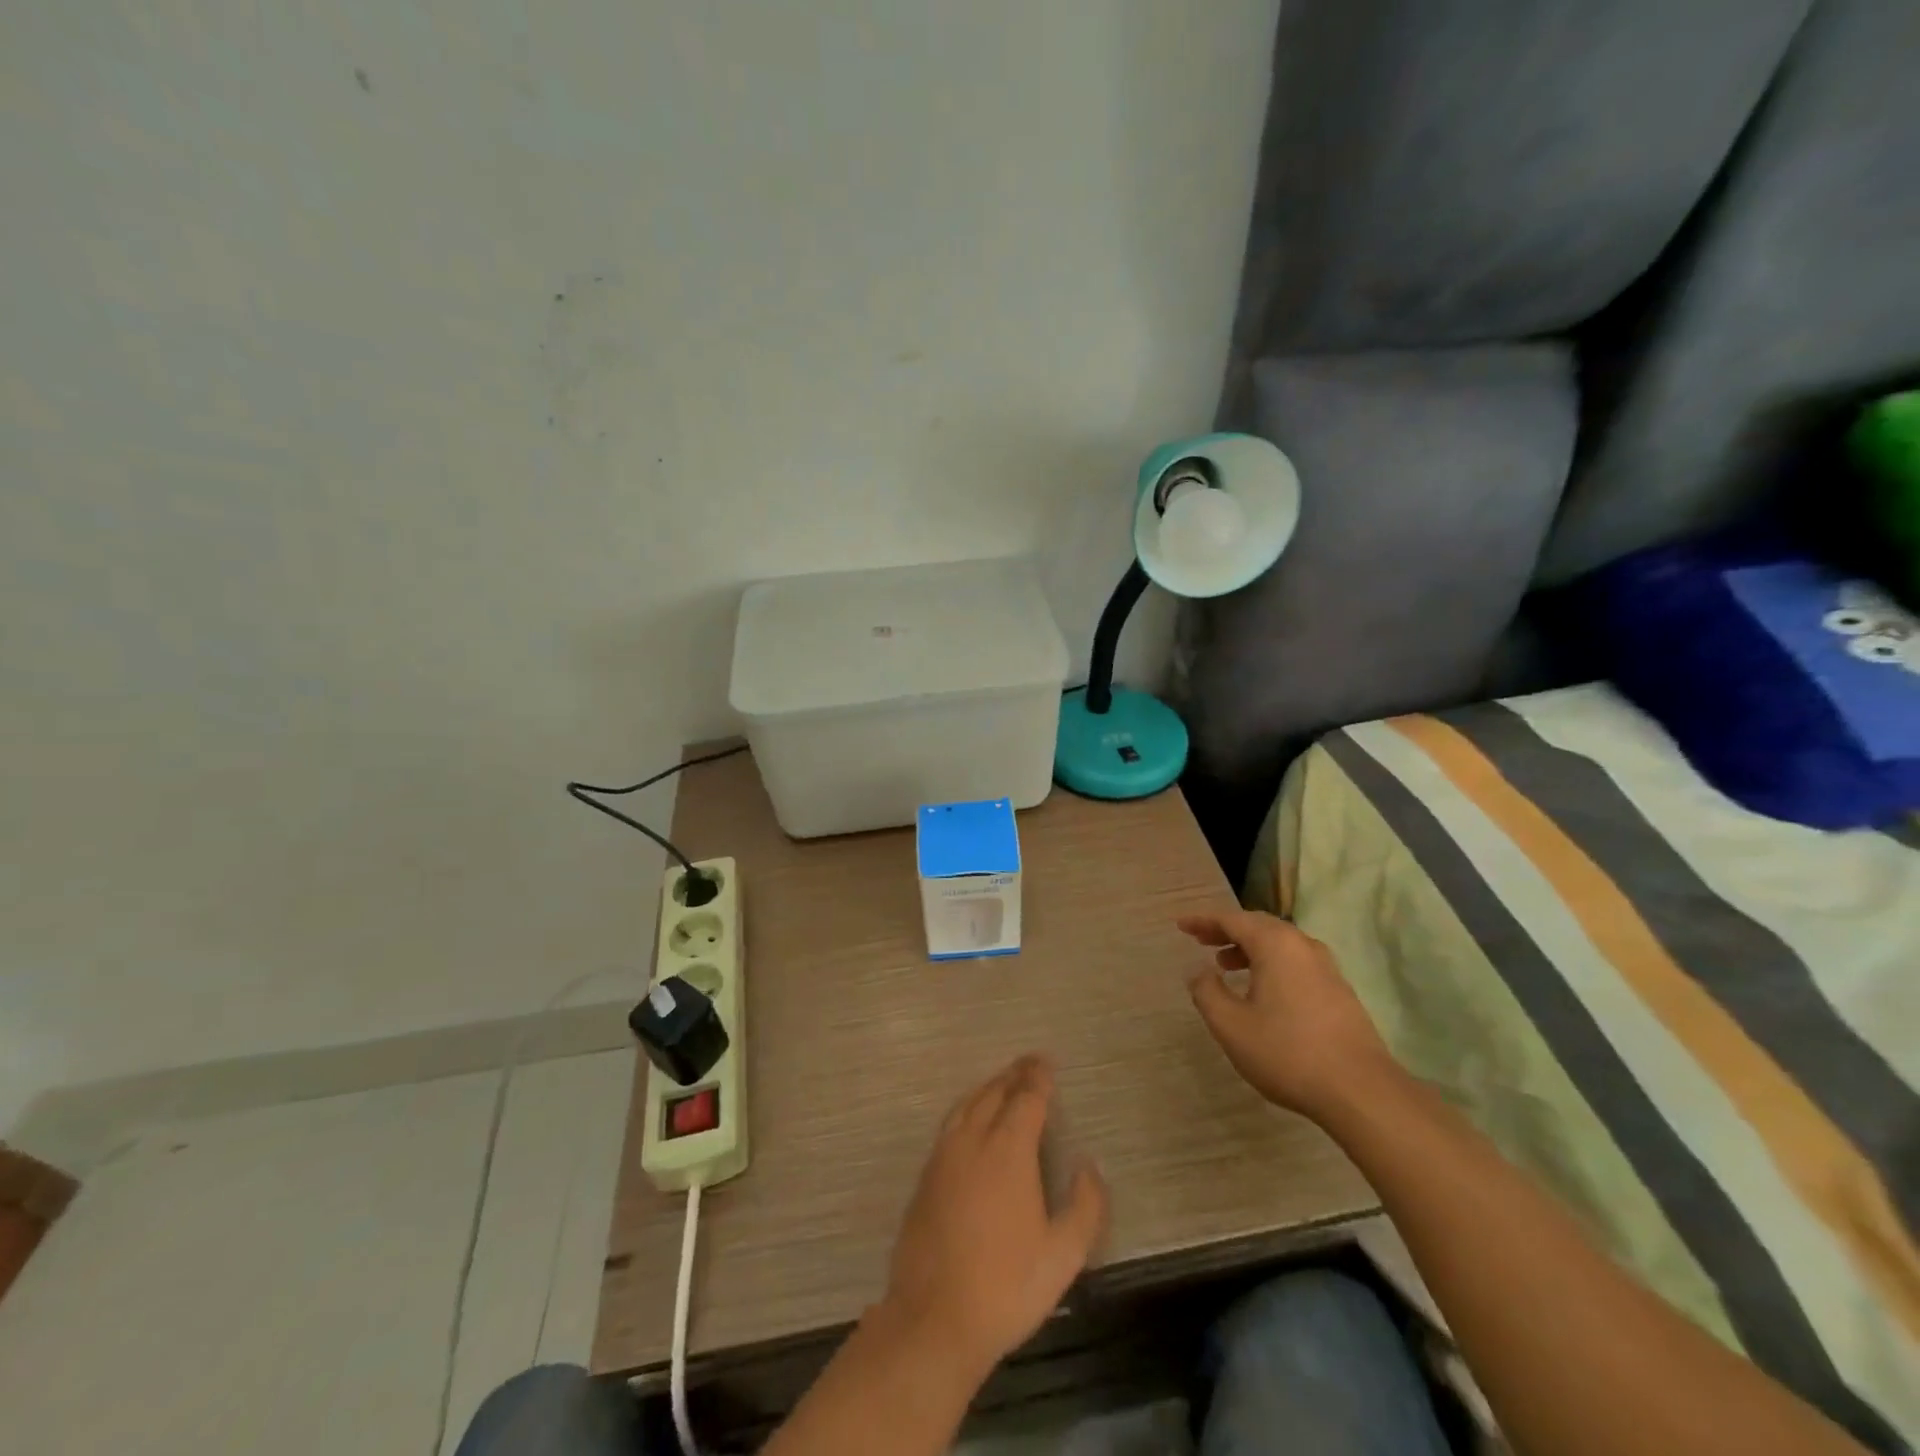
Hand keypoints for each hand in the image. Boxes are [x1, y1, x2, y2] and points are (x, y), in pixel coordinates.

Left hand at [878, 1054, 1107, 1379]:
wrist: (934, 1318)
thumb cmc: (1006, 1286)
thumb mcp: (1063, 1255)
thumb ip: (1085, 1205)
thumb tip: (1089, 1165)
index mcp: (1008, 1149)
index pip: (1026, 1098)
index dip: (1038, 1077)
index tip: (1047, 1062)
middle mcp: (973, 1140)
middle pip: (994, 1093)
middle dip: (1014, 1076)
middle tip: (1029, 1065)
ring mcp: (944, 1155)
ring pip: (967, 1104)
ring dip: (988, 1088)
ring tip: (1003, 1084)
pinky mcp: (926, 1175)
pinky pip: (951, 1124)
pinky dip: (968, 1109)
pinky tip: (973, 1122)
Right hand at [1179, 909, 1394, 1119]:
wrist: (1361, 1091)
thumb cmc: (1288, 1052)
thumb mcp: (1231, 1025)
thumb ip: (1207, 992)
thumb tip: (1199, 972)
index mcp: (1275, 944)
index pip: (1231, 919)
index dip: (1203, 920)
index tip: (1181, 925)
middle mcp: (1302, 945)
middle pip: (1257, 925)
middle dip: (1226, 930)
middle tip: (1201, 940)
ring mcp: (1326, 967)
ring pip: (1279, 944)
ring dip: (1248, 948)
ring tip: (1225, 966)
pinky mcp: (1339, 990)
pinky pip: (1295, 962)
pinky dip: (1270, 964)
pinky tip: (1261, 990)